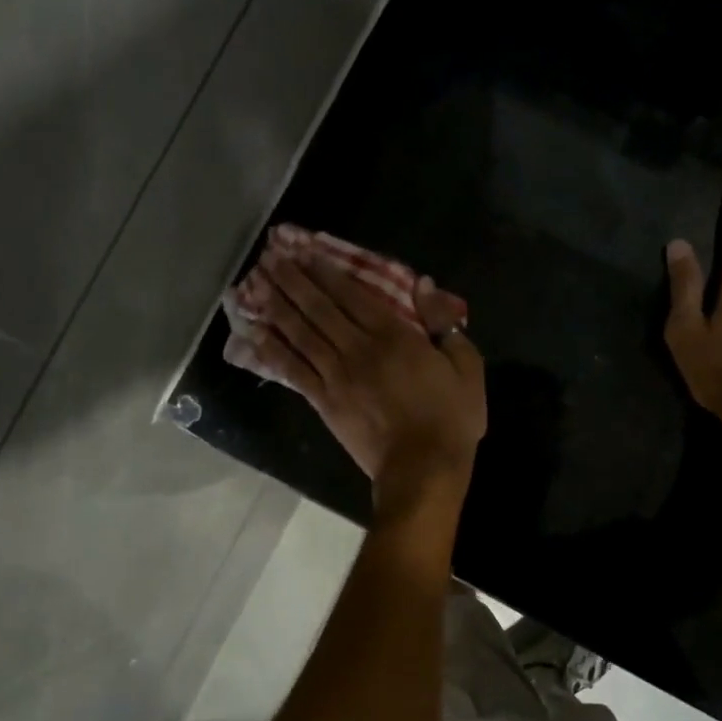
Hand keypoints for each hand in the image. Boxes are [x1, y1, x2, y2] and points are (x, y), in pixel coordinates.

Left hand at [236, 255, 484, 500]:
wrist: (422, 469)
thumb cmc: (450, 418)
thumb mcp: (466, 366)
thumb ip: (443, 323)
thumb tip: (424, 284)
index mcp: (393, 336)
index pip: (353, 295)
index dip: (327, 271)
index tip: (305, 251)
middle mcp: (358, 349)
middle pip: (319, 308)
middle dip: (293, 280)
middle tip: (270, 256)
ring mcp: (336, 376)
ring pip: (300, 333)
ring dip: (277, 306)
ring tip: (255, 283)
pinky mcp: (323, 402)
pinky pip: (292, 370)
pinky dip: (272, 349)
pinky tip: (254, 332)